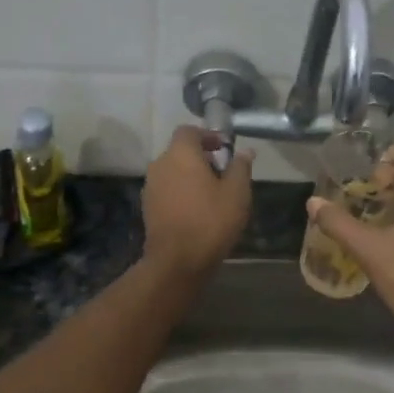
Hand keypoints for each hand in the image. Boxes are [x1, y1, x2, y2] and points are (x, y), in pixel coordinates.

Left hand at [142, 126, 253, 278]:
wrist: (176, 261)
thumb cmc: (210, 221)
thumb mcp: (236, 193)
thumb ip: (240, 167)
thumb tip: (246, 151)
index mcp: (180, 154)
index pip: (189, 131)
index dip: (207, 136)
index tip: (223, 148)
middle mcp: (160, 164)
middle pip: (180, 150)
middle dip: (200, 156)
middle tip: (222, 172)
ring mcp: (150, 186)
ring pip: (172, 170)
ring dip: (189, 175)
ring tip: (211, 193)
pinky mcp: (147, 206)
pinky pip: (166, 189)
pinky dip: (180, 191)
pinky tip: (195, 209)